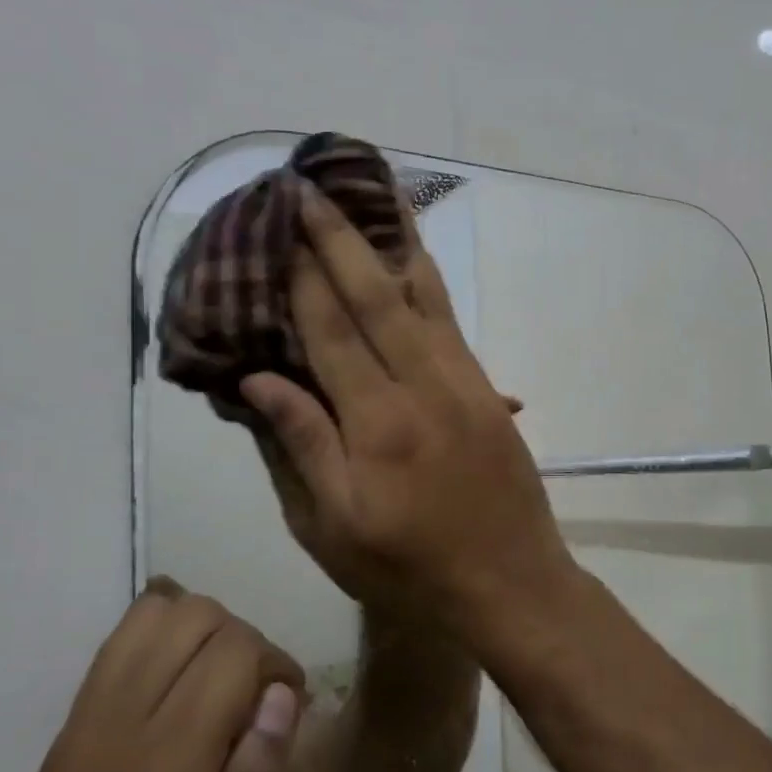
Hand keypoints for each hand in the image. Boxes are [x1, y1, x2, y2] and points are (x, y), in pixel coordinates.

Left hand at [0, 579, 306, 771]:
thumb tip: (280, 700)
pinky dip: (162, 643)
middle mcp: (107, 742)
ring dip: (203, 635)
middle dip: (245, 642)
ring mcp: (71, 739)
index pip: (230, 654)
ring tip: (222, 691)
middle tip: (261, 703)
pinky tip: (183, 691)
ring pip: (148, 620)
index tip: (292, 710)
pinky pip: (115, 651)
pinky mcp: (54, 748)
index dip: (278, 664)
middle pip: (192, 619)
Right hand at [241, 186, 577, 641]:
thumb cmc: (412, 569)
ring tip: (373, 198)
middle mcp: (425, 387)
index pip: (331, 331)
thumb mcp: (335, 528)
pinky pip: (453, 325)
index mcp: (378, 423)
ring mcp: (465, 385)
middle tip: (312, 189)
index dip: (302, 278)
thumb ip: (301, 446)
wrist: (512, 582)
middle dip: (340, 240)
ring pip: (426, 299)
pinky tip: (415, 264)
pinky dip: (430, 286)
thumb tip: (259, 378)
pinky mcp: (489, 393)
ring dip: (394, 245)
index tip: (280, 229)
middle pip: (377, 298)